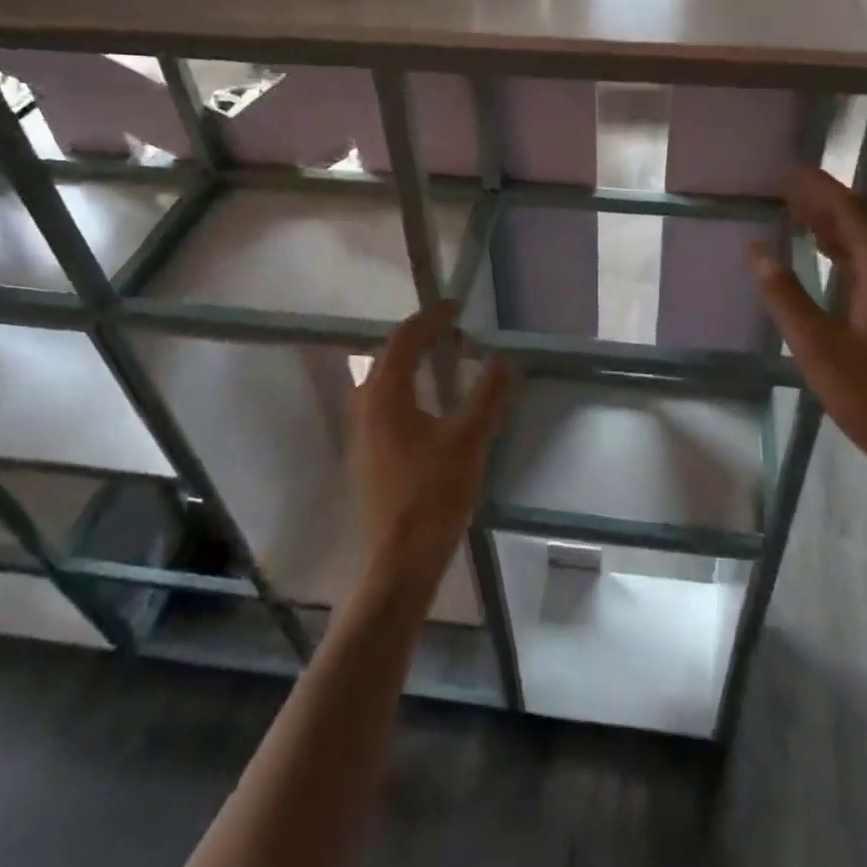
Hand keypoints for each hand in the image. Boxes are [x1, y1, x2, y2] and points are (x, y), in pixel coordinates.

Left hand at [352, 302, 512, 587]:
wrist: (399, 562)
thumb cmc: (433, 495)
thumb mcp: (469, 439)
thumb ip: (488, 395)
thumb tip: (503, 360)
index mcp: (385, 395)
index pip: (405, 339)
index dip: (431, 317)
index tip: (456, 305)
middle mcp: (366, 405)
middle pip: (391, 356)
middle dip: (422, 337)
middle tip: (455, 330)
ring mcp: (362, 432)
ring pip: (387, 380)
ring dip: (415, 362)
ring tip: (446, 359)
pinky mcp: (368, 453)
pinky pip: (387, 402)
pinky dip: (410, 387)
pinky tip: (432, 404)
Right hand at [749, 166, 866, 491]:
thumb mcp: (817, 346)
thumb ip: (785, 295)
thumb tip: (758, 250)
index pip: (851, 214)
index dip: (820, 190)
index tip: (791, 171)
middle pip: (863, 223)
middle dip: (826, 202)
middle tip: (787, 186)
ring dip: (836, 225)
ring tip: (798, 212)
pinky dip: (847, 251)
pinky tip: (826, 255)